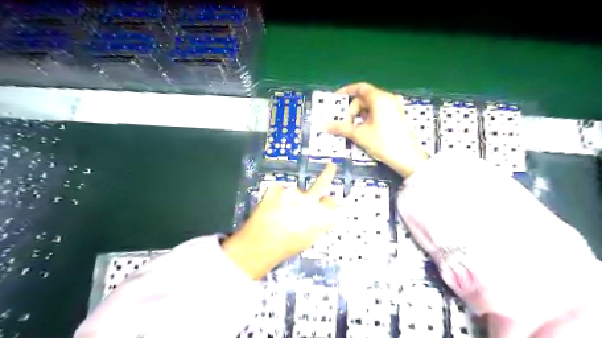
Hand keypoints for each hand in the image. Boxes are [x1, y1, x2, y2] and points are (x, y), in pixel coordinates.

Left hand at [225, 164, 340, 279]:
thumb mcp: (308, 239)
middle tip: (331, 166)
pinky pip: (280, 190)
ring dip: (291, 199)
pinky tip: (271, 209)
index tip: (329, 203)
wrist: (258, 245)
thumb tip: (320, 214)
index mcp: (322, 217)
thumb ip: (318, 223)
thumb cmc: (285, 247)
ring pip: (296, 192)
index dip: (331, 205)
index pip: (335, 205)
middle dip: (328, 173)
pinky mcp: (277, 188)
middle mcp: (311, 202)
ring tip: (280, 213)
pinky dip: (277, 197)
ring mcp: (293, 193)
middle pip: (323, 183)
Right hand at [327, 82, 430, 176]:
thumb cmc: (383, 143)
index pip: (360, 88)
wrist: (408, 158)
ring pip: (371, 106)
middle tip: (345, 123)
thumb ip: (341, 128)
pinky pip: (378, 112)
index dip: (346, 91)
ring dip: (359, 115)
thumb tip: (323, 125)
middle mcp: (388, 100)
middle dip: (352, 109)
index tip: (336, 99)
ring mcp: (394, 108)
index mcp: (380, 99)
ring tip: (353, 129)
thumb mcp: (359, 135)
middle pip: (365, 98)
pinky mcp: (397, 117)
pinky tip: (364, 131)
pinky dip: (368, 118)